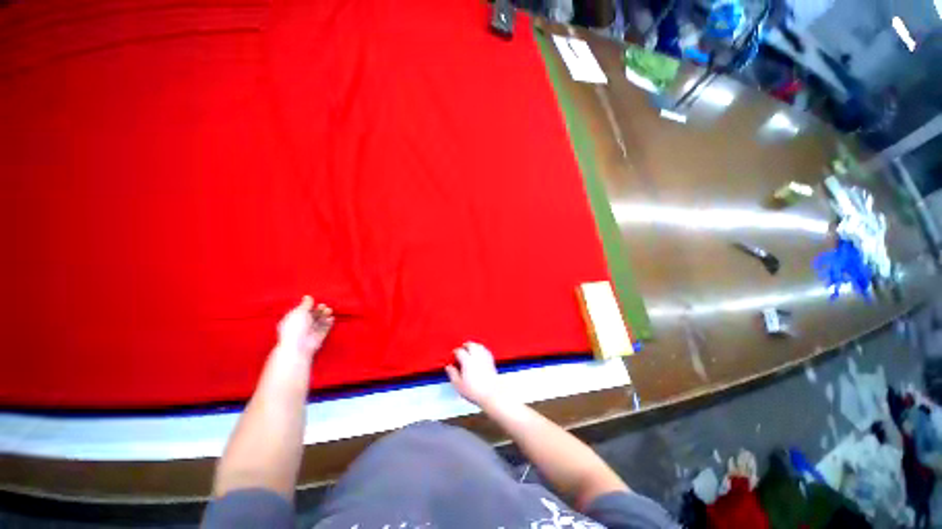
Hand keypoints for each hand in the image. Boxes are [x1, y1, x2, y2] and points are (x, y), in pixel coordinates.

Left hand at [277, 296, 333, 357]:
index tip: (314, 302)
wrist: (298, 346)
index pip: (302, 311)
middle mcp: (302, 325)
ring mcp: (311, 331)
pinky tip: (331, 318)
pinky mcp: (319, 336)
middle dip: (319, 310)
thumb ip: (305, 304)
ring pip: (320, 320)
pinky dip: (328, 323)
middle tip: (323, 306)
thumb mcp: (299, 312)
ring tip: (328, 311)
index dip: (309, 306)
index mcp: (293, 319)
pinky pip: (325, 328)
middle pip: (313, 315)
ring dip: (325, 315)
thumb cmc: (295, 327)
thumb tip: (308, 296)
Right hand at [445, 342, 505, 407]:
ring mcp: (485, 358)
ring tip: (471, 347)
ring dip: (474, 345)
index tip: (454, 354)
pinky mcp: (491, 362)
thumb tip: (449, 367)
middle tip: (462, 347)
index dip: (456, 352)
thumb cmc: (475, 391)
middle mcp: (476, 357)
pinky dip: (482, 349)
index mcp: (467, 361)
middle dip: (466, 345)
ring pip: (479, 346)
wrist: (491, 394)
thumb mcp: (458, 385)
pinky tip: (481, 352)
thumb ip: (452, 374)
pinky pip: (486, 351)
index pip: (460, 351)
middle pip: (471, 345)